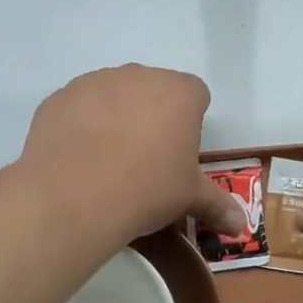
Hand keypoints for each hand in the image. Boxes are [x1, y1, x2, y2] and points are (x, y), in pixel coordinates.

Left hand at [14, 65, 245, 245]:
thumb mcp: (189, 198)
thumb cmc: (147, 189)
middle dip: (152, 116)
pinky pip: (79, 106)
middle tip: (145, 159)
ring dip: (116, 116)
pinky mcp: (62, 96)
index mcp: (180, 92)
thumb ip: (218, 205)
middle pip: (154, 90)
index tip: (178, 154)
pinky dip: (81, 124)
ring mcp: (97, 81)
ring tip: (107, 160)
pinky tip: (77, 157)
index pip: (196, 95)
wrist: (73, 196)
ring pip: (115, 94)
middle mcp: (141, 75)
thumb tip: (241, 227)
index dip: (189, 123)